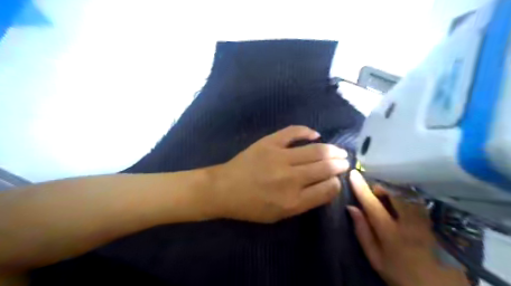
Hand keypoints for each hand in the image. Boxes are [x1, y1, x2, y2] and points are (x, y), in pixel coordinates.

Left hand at [206, 125, 347, 223]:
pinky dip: (306, 131)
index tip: (336, 180)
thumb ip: (304, 202)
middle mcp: (291, 178)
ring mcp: (280, 157)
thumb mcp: (279, 215)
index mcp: (293, 201)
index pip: (327, 189)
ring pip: (315, 150)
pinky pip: (293, 132)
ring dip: (331, 150)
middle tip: (345, 161)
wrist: (224, 189)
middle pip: (325, 168)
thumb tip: (325, 186)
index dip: (336, 184)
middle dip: (339, 164)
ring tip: (339, 150)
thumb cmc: (251, 206)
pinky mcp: (269, 142)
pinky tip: (315, 134)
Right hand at [348, 170, 470, 285]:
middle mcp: (410, 224)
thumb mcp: (375, 258)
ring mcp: (427, 222)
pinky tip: (403, 204)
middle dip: (381, 187)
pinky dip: (407, 197)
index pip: (373, 204)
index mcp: (391, 234)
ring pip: (408, 195)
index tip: (353, 174)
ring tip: (388, 197)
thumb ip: (362, 232)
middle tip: (374, 192)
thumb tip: (351, 208)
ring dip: (394, 191)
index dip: (361, 188)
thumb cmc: (400, 274)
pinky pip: (419, 202)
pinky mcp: (436, 223)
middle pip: (395, 193)